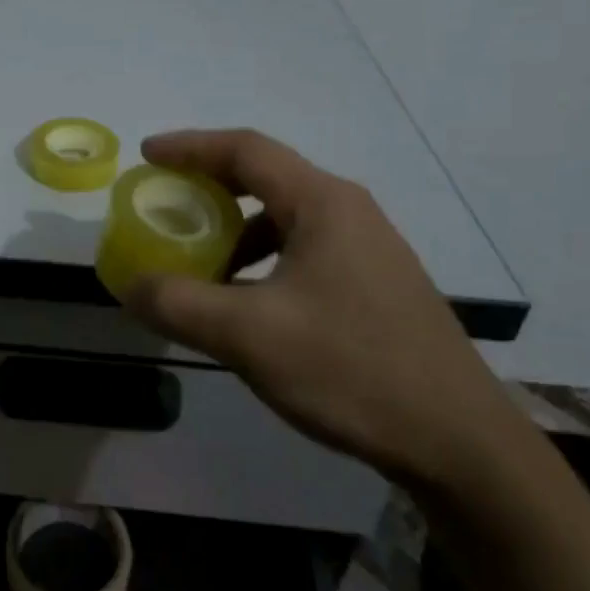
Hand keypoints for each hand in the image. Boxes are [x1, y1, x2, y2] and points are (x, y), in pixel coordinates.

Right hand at [124, 129, 526, 490]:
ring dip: (234, 232)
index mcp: (323, 204)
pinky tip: (245, 305)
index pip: (245, 150)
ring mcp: (368, 250)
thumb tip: (129, 285)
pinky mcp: (374, 286)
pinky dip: (261, 262)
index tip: (146, 156)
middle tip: (164, 205)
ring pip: (284, 220)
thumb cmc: (351, 370)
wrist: (460, 443)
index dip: (190, 146)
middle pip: (265, 179)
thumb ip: (178, 303)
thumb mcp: (248, 336)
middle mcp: (348, 213)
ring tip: (199, 264)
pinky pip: (302, 252)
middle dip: (208, 188)